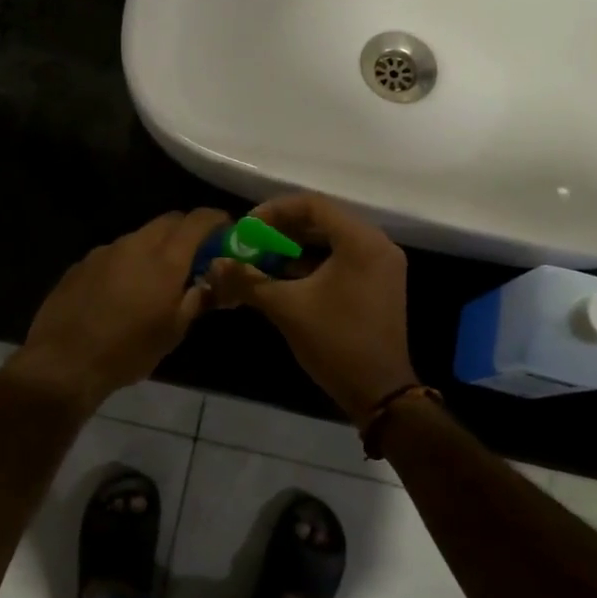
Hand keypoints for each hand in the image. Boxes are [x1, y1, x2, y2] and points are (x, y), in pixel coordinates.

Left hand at [6, 208, 230, 412]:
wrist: (63, 362)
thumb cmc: (128, 351)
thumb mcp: (173, 332)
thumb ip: (196, 300)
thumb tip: (210, 284)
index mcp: (165, 260)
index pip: (198, 220)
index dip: (216, 220)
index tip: (226, 231)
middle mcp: (135, 245)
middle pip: (168, 221)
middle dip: (186, 231)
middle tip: (196, 256)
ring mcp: (104, 251)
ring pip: (140, 236)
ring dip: (156, 247)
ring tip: (157, 278)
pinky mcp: (81, 264)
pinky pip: (114, 253)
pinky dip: (128, 262)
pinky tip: (122, 291)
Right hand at [207, 194, 418, 419]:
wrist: (379, 392)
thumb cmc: (335, 342)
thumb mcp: (286, 307)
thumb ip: (249, 280)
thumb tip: (214, 265)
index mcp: (360, 241)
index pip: (313, 204)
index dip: (274, 211)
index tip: (246, 229)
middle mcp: (377, 244)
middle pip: (323, 220)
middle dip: (282, 230)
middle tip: (251, 243)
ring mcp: (382, 265)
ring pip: (332, 241)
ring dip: (296, 247)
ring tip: (263, 260)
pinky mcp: (380, 284)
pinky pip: (343, 259)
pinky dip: (314, 263)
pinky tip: (285, 277)